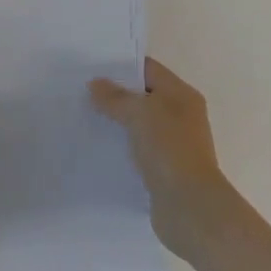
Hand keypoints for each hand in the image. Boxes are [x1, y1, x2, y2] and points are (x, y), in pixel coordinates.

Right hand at [90, 57, 230, 260]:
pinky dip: (120, 145)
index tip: (90, 65)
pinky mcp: (164, 168)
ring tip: (83, 116)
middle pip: (144, 95)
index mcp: (182, 95)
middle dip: (114, 93)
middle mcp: (181, 115)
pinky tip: (97, 146)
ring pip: (139, 123)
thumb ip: (115, 97)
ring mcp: (173, 143)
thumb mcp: (139, 113)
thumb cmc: (169, 148)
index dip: (121, 65)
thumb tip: (95, 84)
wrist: (189, 206)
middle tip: (80, 90)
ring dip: (116, 121)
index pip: (149, 69)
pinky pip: (137, 148)